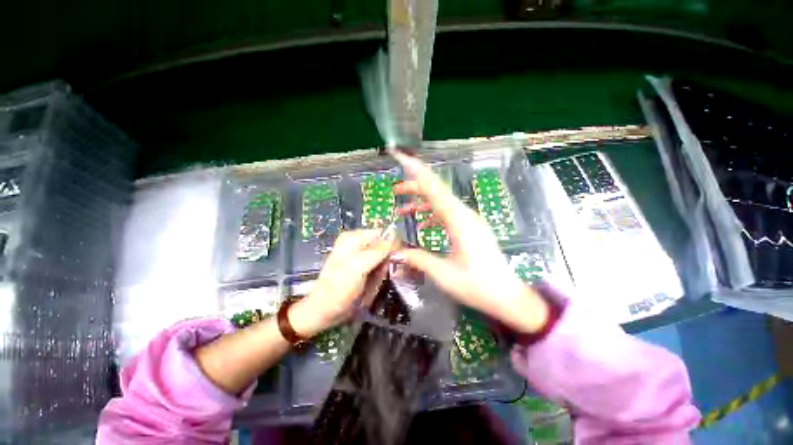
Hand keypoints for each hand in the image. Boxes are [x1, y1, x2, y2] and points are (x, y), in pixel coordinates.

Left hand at [289, 230, 393, 337]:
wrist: (325, 310)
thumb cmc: (339, 286)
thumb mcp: (360, 265)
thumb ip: (379, 249)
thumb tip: (395, 235)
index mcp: (354, 237)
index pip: (382, 233)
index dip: (391, 245)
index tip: (394, 259)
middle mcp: (358, 244)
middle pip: (384, 247)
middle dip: (385, 261)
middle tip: (377, 274)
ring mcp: (360, 257)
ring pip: (383, 260)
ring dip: (381, 272)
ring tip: (370, 282)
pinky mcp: (363, 269)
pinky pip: (378, 270)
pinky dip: (378, 278)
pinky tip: (369, 285)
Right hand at [390, 150, 548, 333]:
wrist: (508, 296)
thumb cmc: (479, 286)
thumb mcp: (445, 275)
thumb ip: (419, 259)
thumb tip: (396, 251)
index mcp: (460, 221)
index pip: (435, 189)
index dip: (417, 171)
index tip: (402, 157)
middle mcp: (465, 215)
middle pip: (438, 191)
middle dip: (415, 186)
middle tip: (394, 190)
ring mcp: (469, 220)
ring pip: (442, 202)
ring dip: (422, 202)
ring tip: (402, 209)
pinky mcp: (470, 228)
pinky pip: (448, 214)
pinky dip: (432, 214)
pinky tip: (422, 224)